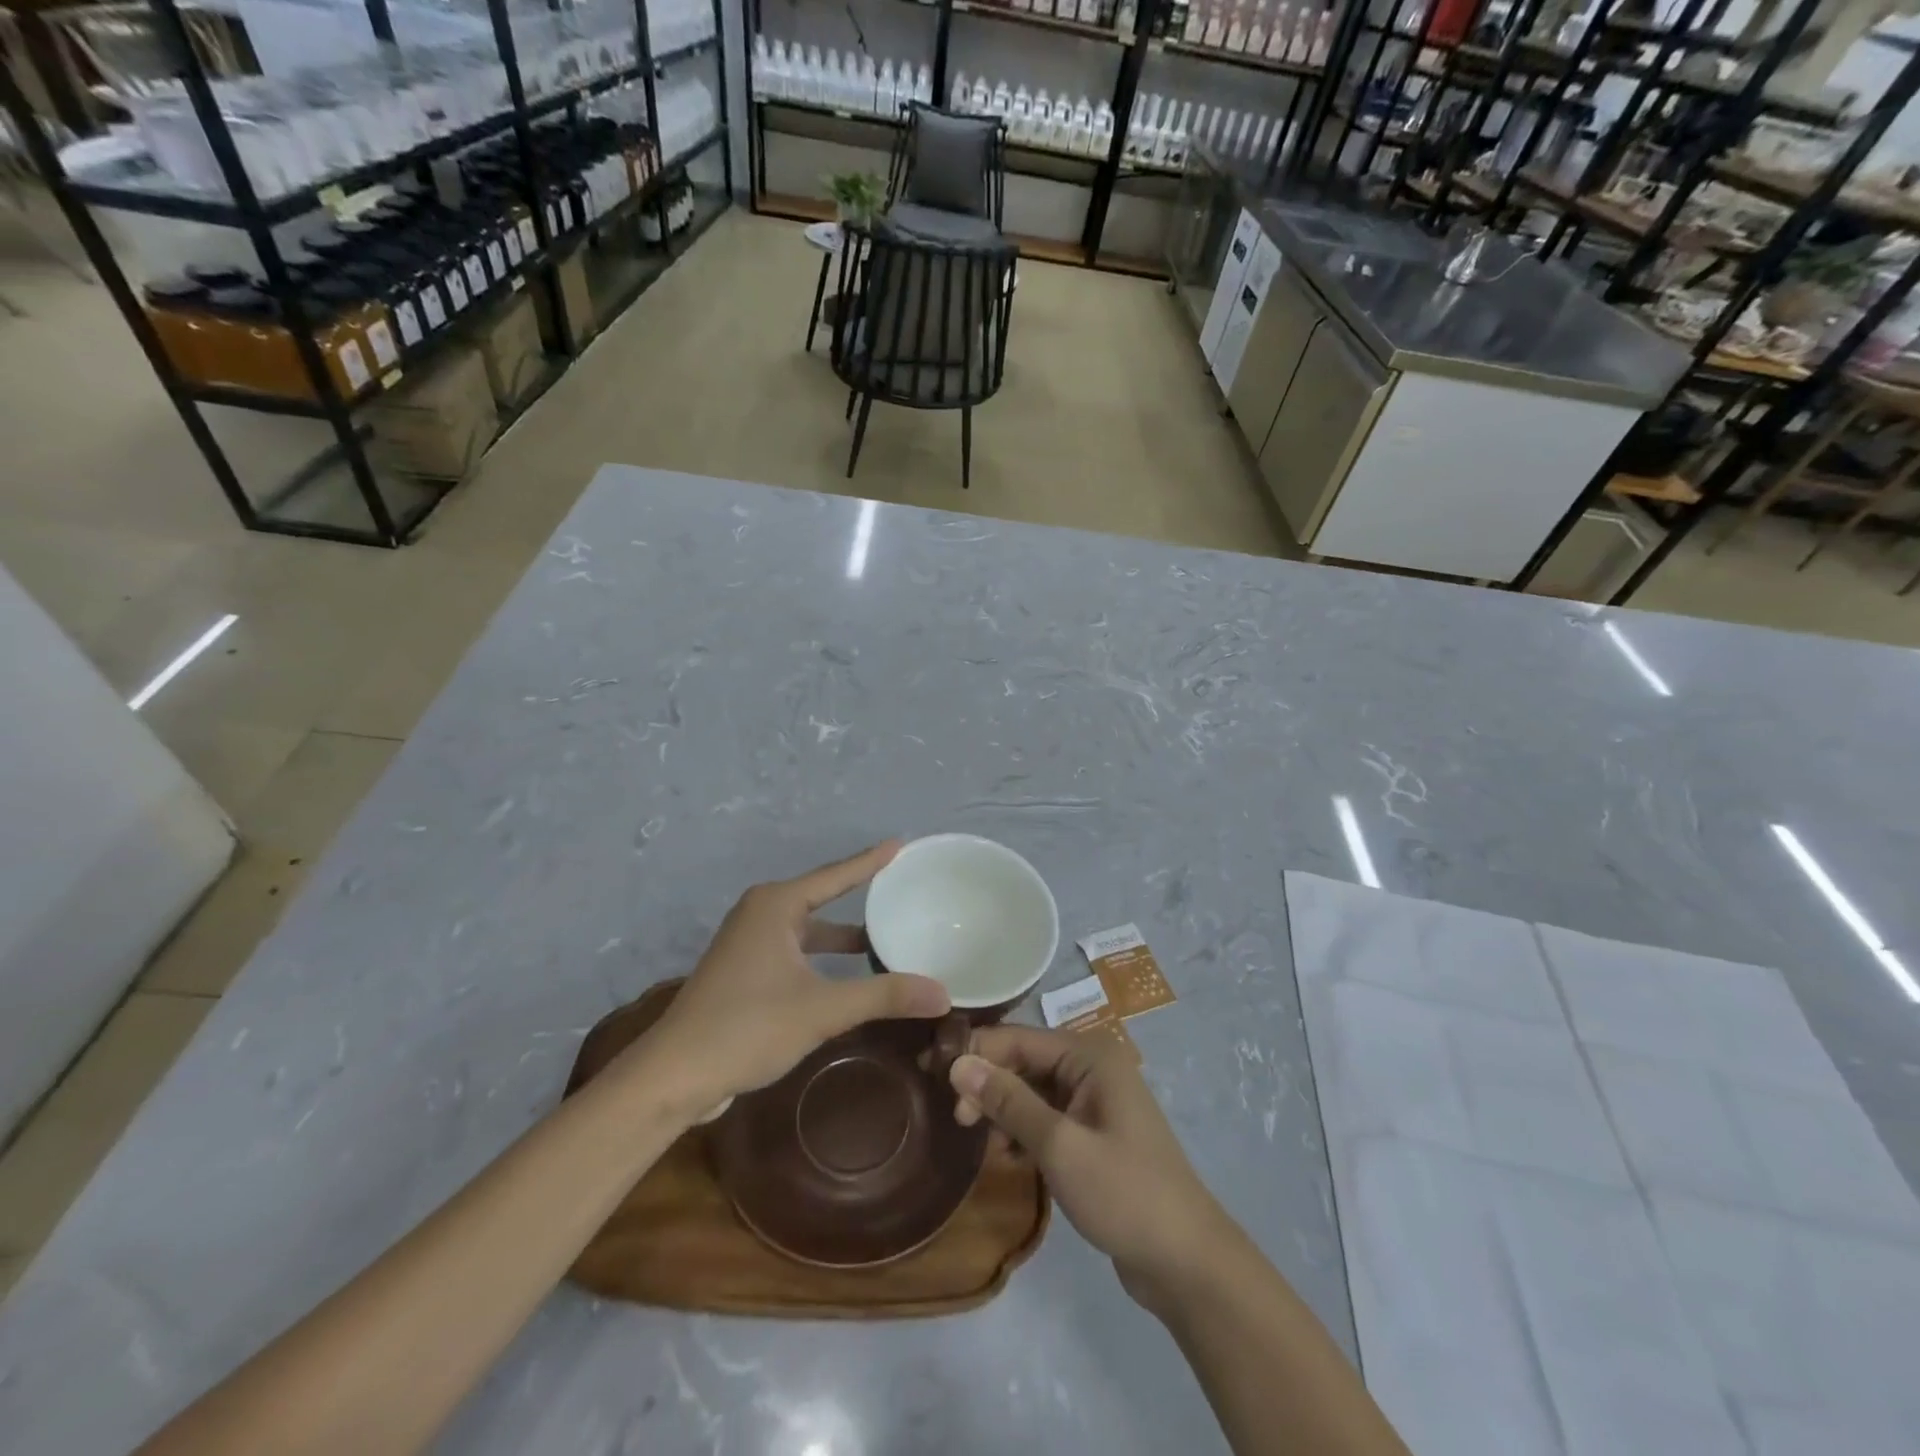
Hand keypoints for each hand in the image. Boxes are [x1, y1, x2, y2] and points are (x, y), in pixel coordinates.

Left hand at [637, 842, 949, 1111]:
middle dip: (860, 898)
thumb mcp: (823, 1009)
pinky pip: (796, 951)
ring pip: (808, 929)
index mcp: (776, 906)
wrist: (674, 1076)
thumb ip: (884, 996)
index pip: (836, 875)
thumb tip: (943, 993)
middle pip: (822, 897)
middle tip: (901, 893)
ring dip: (842, 936)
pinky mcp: (744, 971)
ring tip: (885, 940)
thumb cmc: (748, 1027)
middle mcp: (761, 913)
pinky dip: (823, 957)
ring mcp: (749, 943)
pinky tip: (847, 977)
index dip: (871, 861)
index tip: (901, 844)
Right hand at [950, 1026, 1233, 1312]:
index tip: (931, 1072)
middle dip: (988, 1084)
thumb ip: (1008, 1101)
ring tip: (981, 1142)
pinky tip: (1007, 1156)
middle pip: (1025, 1062)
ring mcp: (1095, 1102)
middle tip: (957, 1119)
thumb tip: (958, 1063)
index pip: (1019, 1037)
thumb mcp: (1059, 1145)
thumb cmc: (1124, 1193)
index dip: (975, 1051)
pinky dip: (1023, 1132)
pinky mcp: (1093, 1135)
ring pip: (1032, 1092)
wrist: (1187, 1263)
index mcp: (1090, 1056)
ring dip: (1003, 1111)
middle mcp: (1092, 1068)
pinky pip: (1046, 1118)